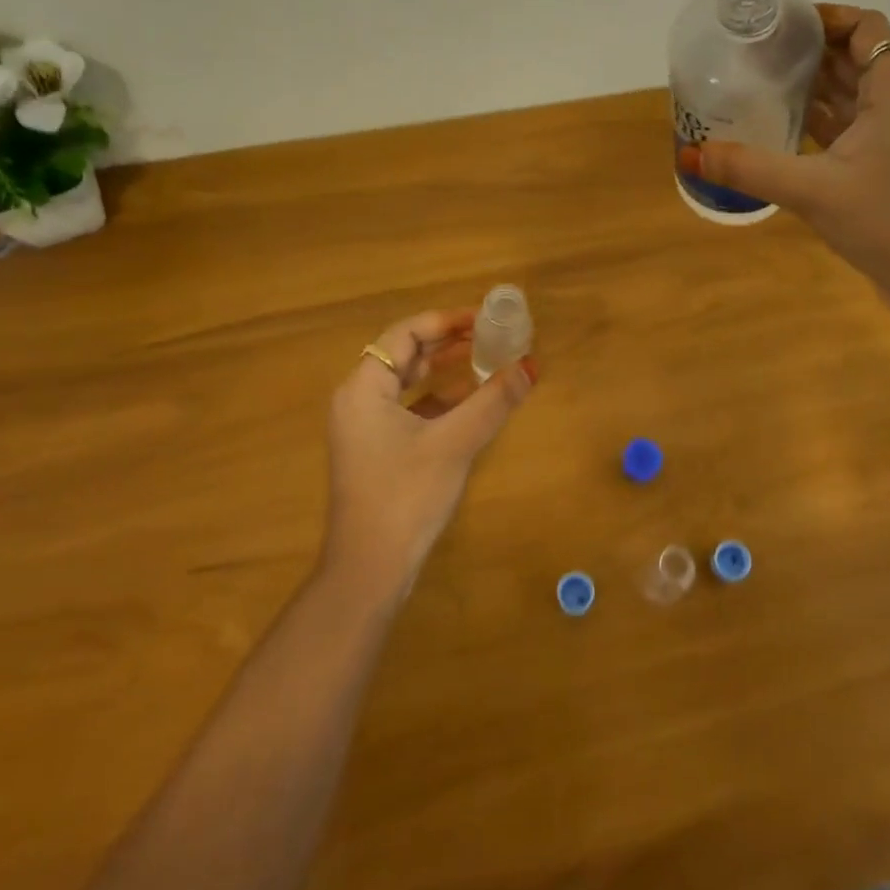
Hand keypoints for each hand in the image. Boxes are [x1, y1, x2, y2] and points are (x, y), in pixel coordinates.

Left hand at [324, 309, 536, 598]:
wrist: (370, 570)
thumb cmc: (405, 497)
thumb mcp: (454, 444)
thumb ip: (492, 401)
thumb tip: (531, 366)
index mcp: (363, 388)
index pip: (405, 334)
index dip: (446, 321)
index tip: (485, 319)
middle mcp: (358, 400)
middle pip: (405, 355)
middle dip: (449, 343)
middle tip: (491, 336)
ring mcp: (365, 428)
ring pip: (409, 383)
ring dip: (446, 370)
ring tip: (487, 360)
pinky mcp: (377, 451)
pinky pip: (410, 409)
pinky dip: (439, 400)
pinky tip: (471, 402)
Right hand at [678, 5, 889, 335]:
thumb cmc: (888, 222)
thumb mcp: (813, 191)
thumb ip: (750, 169)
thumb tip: (689, 155)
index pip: (865, 27)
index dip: (826, 17)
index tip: (778, 25)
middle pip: (855, 57)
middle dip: (810, 51)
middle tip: (756, 54)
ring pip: (852, 94)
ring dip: (813, 86)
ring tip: (760, 83)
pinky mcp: (888, 166)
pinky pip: (850, 128)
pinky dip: (820, 121)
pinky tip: (782, 128)